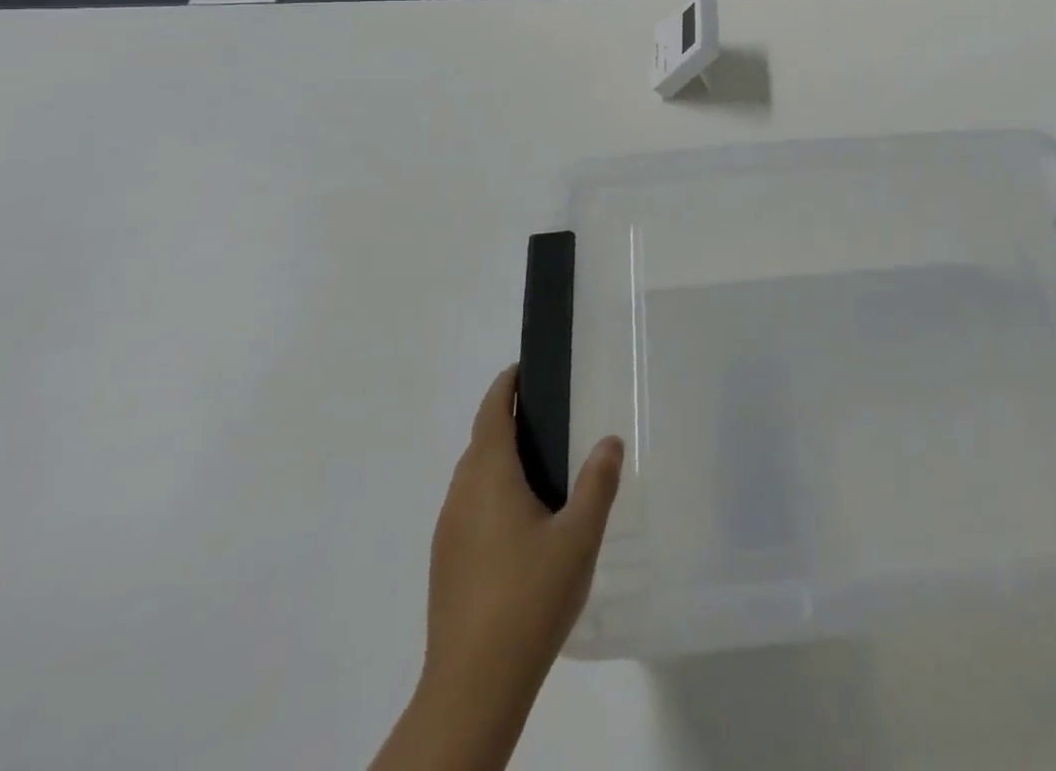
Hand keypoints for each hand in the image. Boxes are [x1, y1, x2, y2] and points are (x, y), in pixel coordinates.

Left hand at [375, 367, 621, 770]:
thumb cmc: (529, 599)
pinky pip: (469, 507)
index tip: (525, 369)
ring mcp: (448, 530)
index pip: (492, 412)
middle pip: (481, 441)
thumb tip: (609, 440)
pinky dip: (492, 492)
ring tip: (540, 466)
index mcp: (489, 475)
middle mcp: (461, 494)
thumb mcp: (578, 537)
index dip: (506, 386)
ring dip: (499, 459)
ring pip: (473, 476)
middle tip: (548, 416)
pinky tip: (520, 522)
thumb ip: (596, 483)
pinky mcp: (446, 563)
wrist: (472, 687)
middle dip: (507, 421)